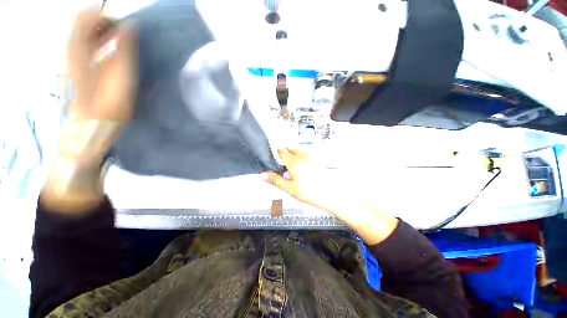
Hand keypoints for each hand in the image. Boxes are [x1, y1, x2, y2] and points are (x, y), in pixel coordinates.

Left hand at [68, 10, 136, 120]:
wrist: (94, 122)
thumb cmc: (110, 101)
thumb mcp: (122, 74)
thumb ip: (124, 47)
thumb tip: (129, 26)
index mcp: (79, 48)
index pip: (85, 16)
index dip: (104, 14)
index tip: (122, 23)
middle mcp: (71, 49)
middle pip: (81, 22)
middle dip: (101, 20)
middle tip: (120, 29)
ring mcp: (71, 58)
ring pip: (81, 32)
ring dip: (98, 29)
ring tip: (115, 38)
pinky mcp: (74, 67)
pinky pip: (81, 44)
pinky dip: (94, 40)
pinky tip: (106, 49)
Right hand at [265, 148, 398, 244]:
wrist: (333, 195)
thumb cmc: (311, 193)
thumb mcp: (290, 188)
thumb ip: (275, 180)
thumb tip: (262, 174)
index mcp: (294, 161)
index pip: (281, 151)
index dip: (277, 155)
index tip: (276, 161)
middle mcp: (303, 154)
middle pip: (290, 147)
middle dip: (285, 152)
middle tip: (285, 164)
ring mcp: (312, 154)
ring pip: (299, 148)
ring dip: (294, 153)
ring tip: (295, 166)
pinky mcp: (319, 157)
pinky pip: (308, 152)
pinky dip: (303, 155)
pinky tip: (305, 166)